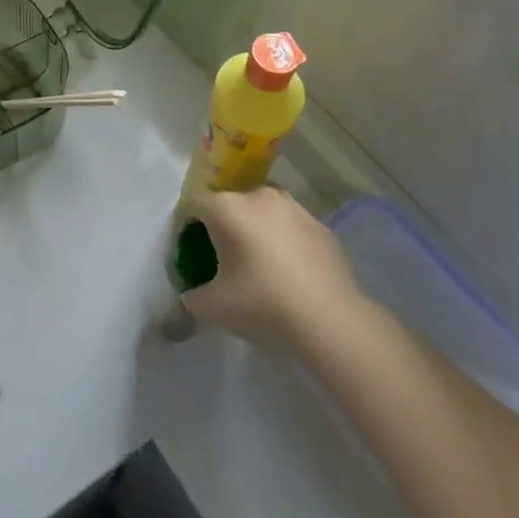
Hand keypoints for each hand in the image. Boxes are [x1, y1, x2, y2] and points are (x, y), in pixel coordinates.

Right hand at [180, 185, 365, 347]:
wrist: (332, 321)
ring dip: (256, 229)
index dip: (187, 226)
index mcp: (227, 208)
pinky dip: (285, 242)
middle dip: (224, 226)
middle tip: (224, 259)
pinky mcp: (322, 227)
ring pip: (264, 212)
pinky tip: (290, 273)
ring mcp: (295, 209)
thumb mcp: (213, 308)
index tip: (190, 252)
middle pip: (230, 204)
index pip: (194, 205)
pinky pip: (292, 228)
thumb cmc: (263, 304)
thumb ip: (192, 297)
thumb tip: (191, 295)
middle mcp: (259, 196)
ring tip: (259, 264)